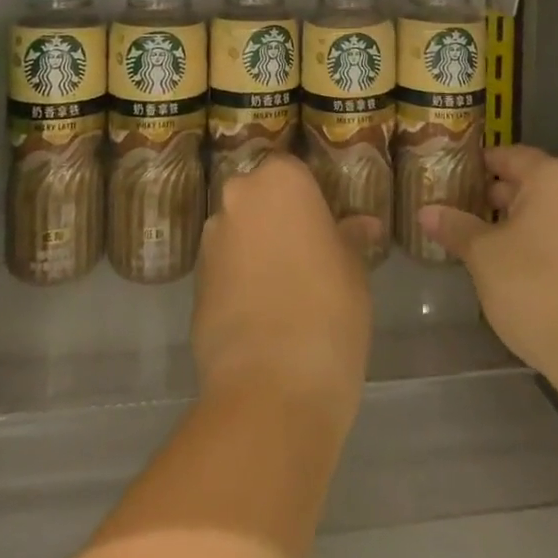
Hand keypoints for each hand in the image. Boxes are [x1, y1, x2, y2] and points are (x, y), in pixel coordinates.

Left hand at [195, 154, 379, 420]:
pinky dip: (239, 281)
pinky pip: (224, 268)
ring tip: (285, 288)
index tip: (326, 223)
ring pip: (239, 231)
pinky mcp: (194, 282)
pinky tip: (262, 314)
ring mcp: (211, 239)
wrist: (272, 387)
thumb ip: (350, 237)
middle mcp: (239, 197)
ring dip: (256, 248)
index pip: (293, 170)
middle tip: (308, 253)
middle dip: (278, 219)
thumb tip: (364, 225)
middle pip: (260, 197)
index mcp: (280, 180)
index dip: (309, 197)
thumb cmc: (328, 310)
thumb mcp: (354, 269)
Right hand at [420, 145, 557, 391]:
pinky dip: (546, 243)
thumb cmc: (538, 290)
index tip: (453, 178)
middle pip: (532, 182)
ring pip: (552, 211)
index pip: (508, 156)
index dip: (478, 166)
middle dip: (498, 197)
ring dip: (522, 223)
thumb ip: (456, 228)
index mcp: (553, 176)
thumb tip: (426, 211)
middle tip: (463, 213)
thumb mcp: (484, 257)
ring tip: (487, 243)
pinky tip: (523, 268)